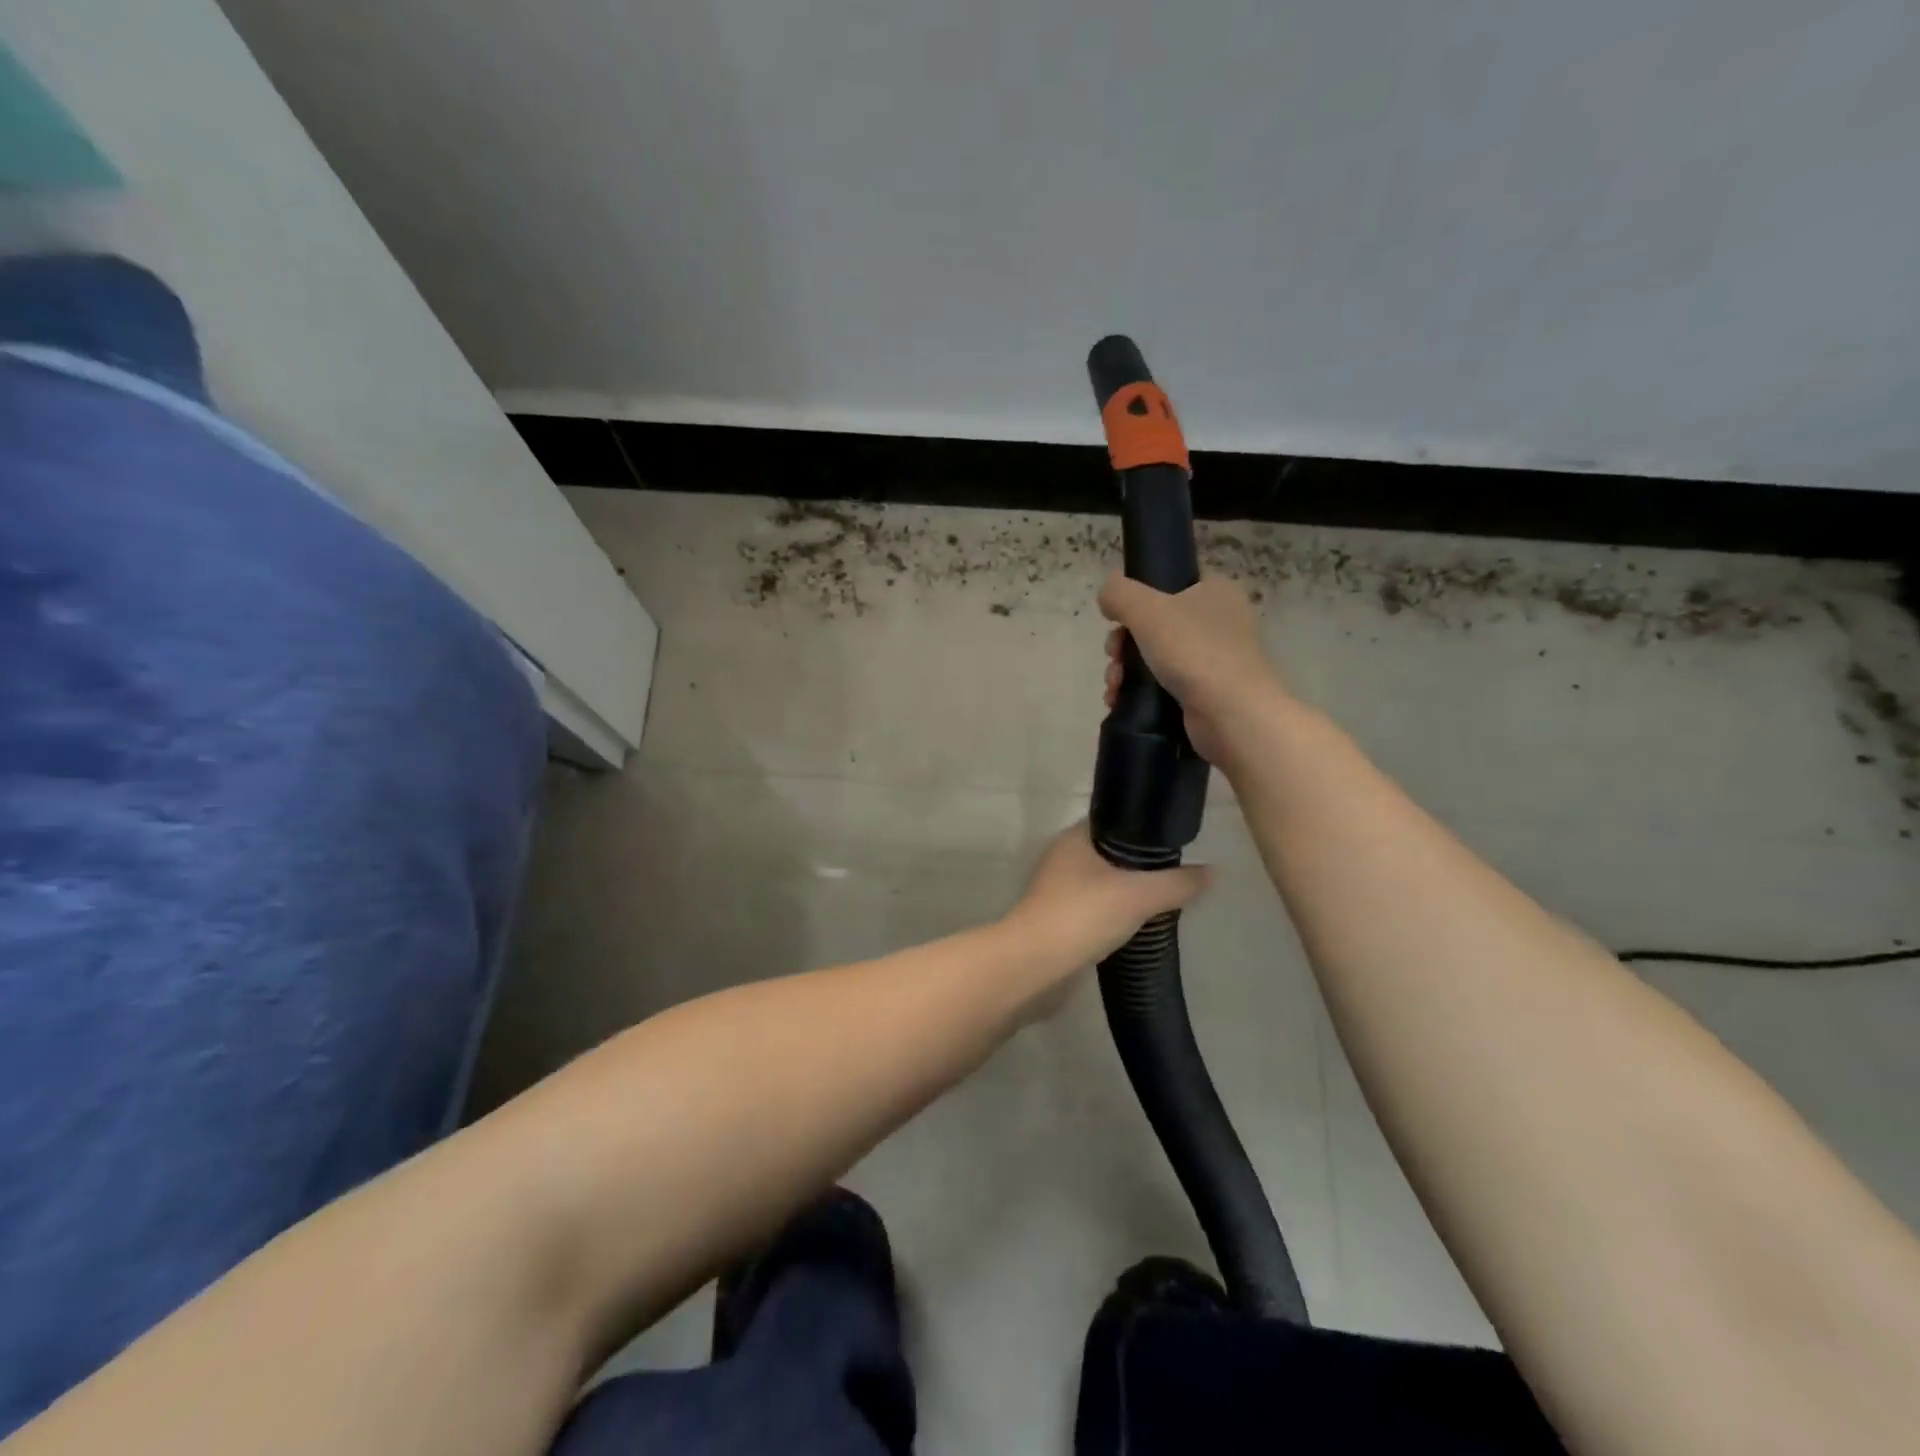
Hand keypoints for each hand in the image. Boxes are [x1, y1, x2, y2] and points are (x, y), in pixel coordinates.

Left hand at [1003, 822, 1209, 979]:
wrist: (1034, 967)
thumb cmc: (1082, 916)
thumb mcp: (1138, 895)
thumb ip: (1177, 883)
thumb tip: (1213, 872)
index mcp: (1074, 839)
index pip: (1114, 820)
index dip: (1144, 827)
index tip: (1177, 841)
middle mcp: (1063, 860)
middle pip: (1111, 854)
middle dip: (1142, 865)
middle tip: (1179, 875)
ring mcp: (1058, 893)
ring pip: (1104, 885)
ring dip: (1129, 894)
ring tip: (1166, 902)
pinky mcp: (1060, 923)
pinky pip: (1096, 912)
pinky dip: (1116, 917)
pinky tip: (1140, 927)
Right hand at [1099, 573, 1285, 765]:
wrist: (1231, 713)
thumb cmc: (1193, 650)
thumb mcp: (1147, 609)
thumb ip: (1118, 593)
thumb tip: (1107, 595)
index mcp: (1216, 591)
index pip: (1170, 584)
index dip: (1137, 600)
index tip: (1117, 621)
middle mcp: (1220, 621)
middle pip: (1155, 624)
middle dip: (1123, 644)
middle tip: (1113, 658)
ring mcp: (1216, 659)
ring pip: (1155, 656)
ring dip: (1125, 670)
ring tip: (1114, 687)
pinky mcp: (1207, 692)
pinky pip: (1164, 685)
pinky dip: (1139, 692)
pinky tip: (1120, 701)